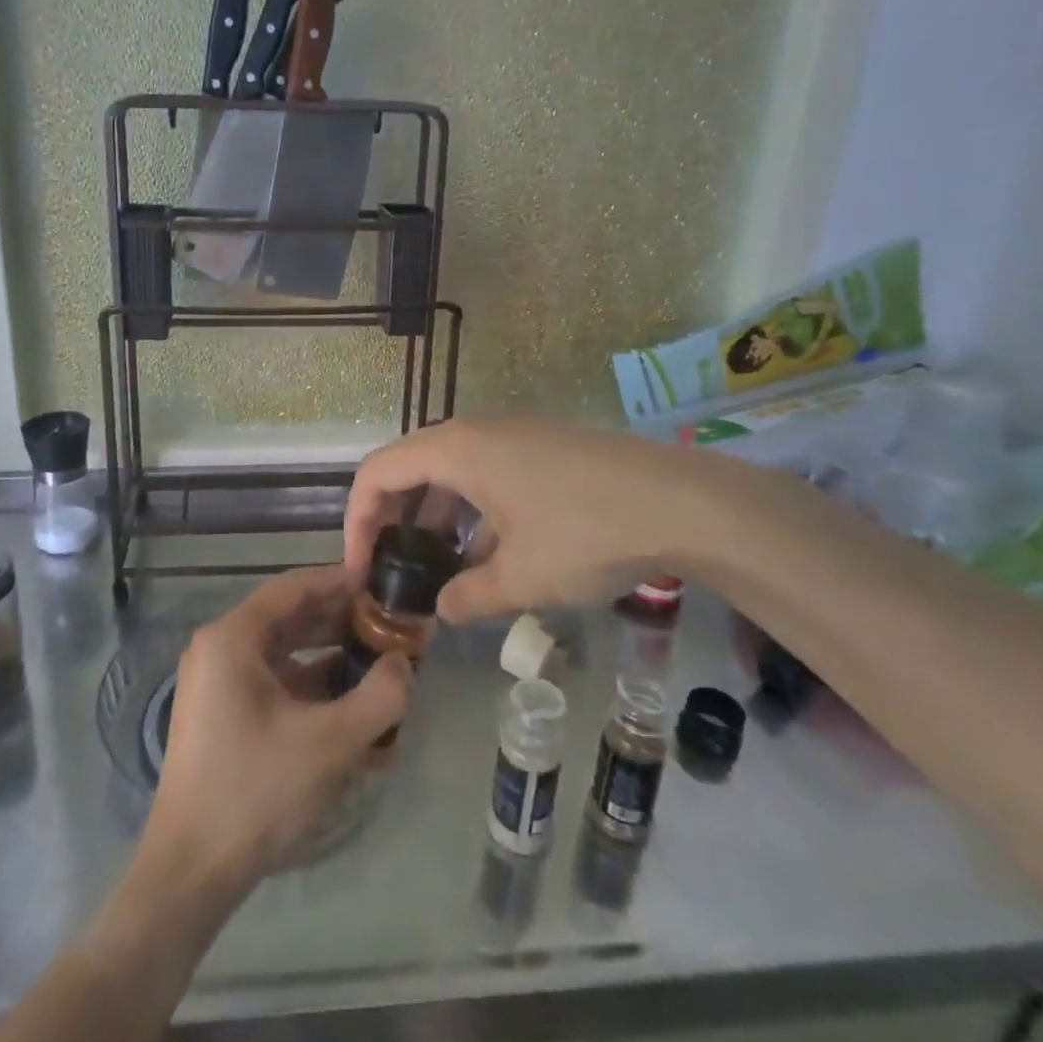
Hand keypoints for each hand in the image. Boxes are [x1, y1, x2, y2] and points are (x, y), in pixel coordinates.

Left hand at [143, 566, 409, 896]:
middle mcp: (218, 649)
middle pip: (286, 617)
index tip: (379, 583)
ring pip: (281, 651)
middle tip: (386, 623)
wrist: (191, 871)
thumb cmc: (257, 791)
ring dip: (326, 652)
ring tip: (375, 658)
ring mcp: (216, 683)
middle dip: (338, 619)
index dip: (337, 582)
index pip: (292, 588)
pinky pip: (270, 681)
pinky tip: (346, 700)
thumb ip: (379, 696)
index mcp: (232, 638)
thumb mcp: (330, 743)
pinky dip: (308, 683)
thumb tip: (403, 662)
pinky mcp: (221, 714)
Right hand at [343, 417, 743, 623]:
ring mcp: (513, 434)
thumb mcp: (521, 578)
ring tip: (441, 569)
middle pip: (409, 466)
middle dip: (392, 517)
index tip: (362, 569)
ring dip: (435, 516)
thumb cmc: (587, 533)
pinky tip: (491, 553)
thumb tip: (444, 610)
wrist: (684, 502)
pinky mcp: (543, 446)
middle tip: (393, 567)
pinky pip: (486, 471)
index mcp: (457, 449)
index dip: (358, 520)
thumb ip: (470, 597)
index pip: (378, 472)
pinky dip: (472, 509)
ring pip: (451, 470)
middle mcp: (477, 431)